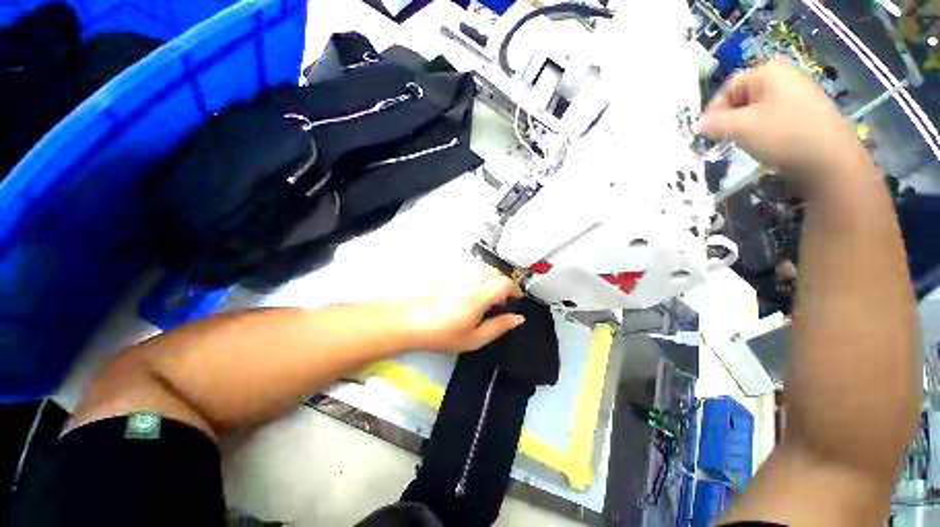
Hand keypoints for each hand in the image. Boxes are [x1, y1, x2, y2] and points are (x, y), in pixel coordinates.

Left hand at [402, 267, 524, 353]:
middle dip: (502, 283)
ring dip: (488, 278)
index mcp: (479, 295)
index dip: (515, 289)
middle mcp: (470, 278)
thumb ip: (498, 327)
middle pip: (495, 271)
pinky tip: (464, 289)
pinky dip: (473, 275)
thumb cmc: (441, 334)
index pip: (505, 283)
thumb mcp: (473, 339)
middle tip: (498, 299)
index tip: (515, 299)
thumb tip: (518, 318)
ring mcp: (456, 271)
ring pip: (481, 267)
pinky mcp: (447, 269)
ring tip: (481, 295)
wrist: (407, 321)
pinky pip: (467, 267)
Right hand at [699, 57, 861, 177]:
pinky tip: (765, 144)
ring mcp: (801, 93)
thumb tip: (699, 125)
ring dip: (745, 125)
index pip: (729, 86)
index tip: (705, 131)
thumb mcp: (740, 128)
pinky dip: (764, 129)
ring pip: (760, 107)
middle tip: (722, 138)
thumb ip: (714, 124)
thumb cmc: (782, 135)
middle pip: (745, 95)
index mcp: (769, 72)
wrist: (831, 158)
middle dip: (730, 117)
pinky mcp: (809, 112)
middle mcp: (785, 76)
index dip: (713, 109)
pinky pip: (776, 116)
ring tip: (742, 142)